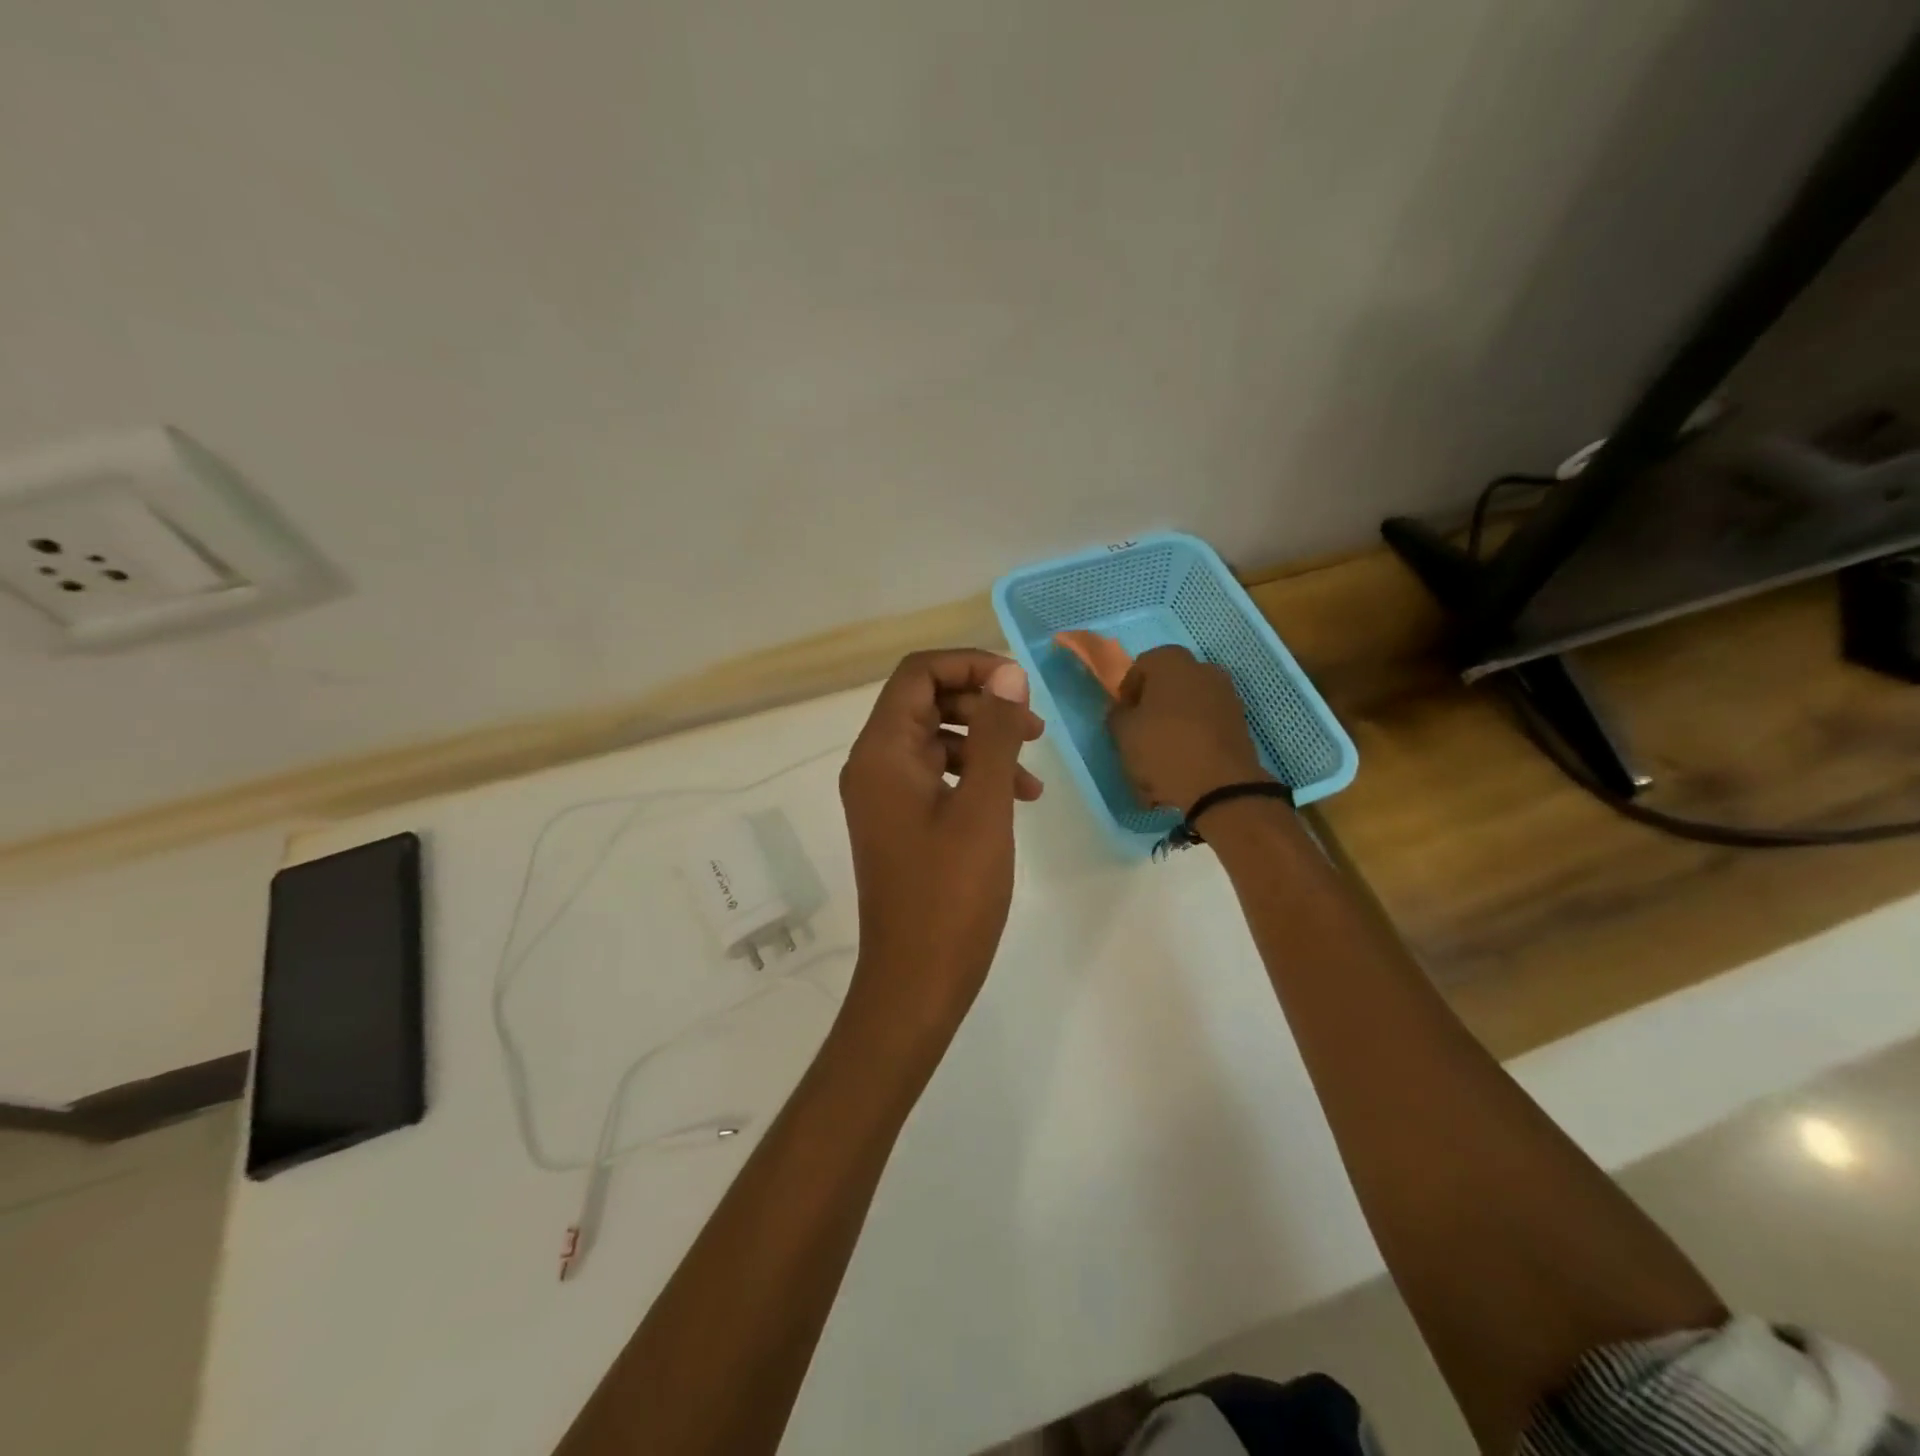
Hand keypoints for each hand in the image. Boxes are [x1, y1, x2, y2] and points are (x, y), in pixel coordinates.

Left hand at [839, 650, 1044, 1047]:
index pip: (917, 674)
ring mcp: (884, 796)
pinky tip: (1017, 798)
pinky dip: (975, 776)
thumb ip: (996, 735)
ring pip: (936, 740)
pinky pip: (936, 777)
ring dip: (985, 742)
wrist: (917, 981)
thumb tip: (1008, 675)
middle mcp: (873, 765)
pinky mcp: (899, 822)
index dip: (970, 665)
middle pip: (925, 702)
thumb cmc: (951, 894)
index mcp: (882, 752)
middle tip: (1033, 725)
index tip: (1019, 686)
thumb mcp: (984, 807)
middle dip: (982, 704)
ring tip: (1034, 769)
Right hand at [1108, 645, 1270, 813]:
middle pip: (1170, 683)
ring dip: (1176, 721)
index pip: (1141, 666)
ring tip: (1163, 751)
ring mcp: (1227, 695)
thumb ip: (1117, 714)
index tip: (1123, 716)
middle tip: (1142, 731)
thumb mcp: (1123, 733)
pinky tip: (1184, 761)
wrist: (1220, 786)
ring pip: (1190, 704)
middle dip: (1154, 703)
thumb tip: (1124, 710)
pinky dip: (1195, 735)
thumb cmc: (1163, 749)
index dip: (1128, 691)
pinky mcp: (1240, 722)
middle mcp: (1203, 669)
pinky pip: (1208, 722)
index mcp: (1172, 662)